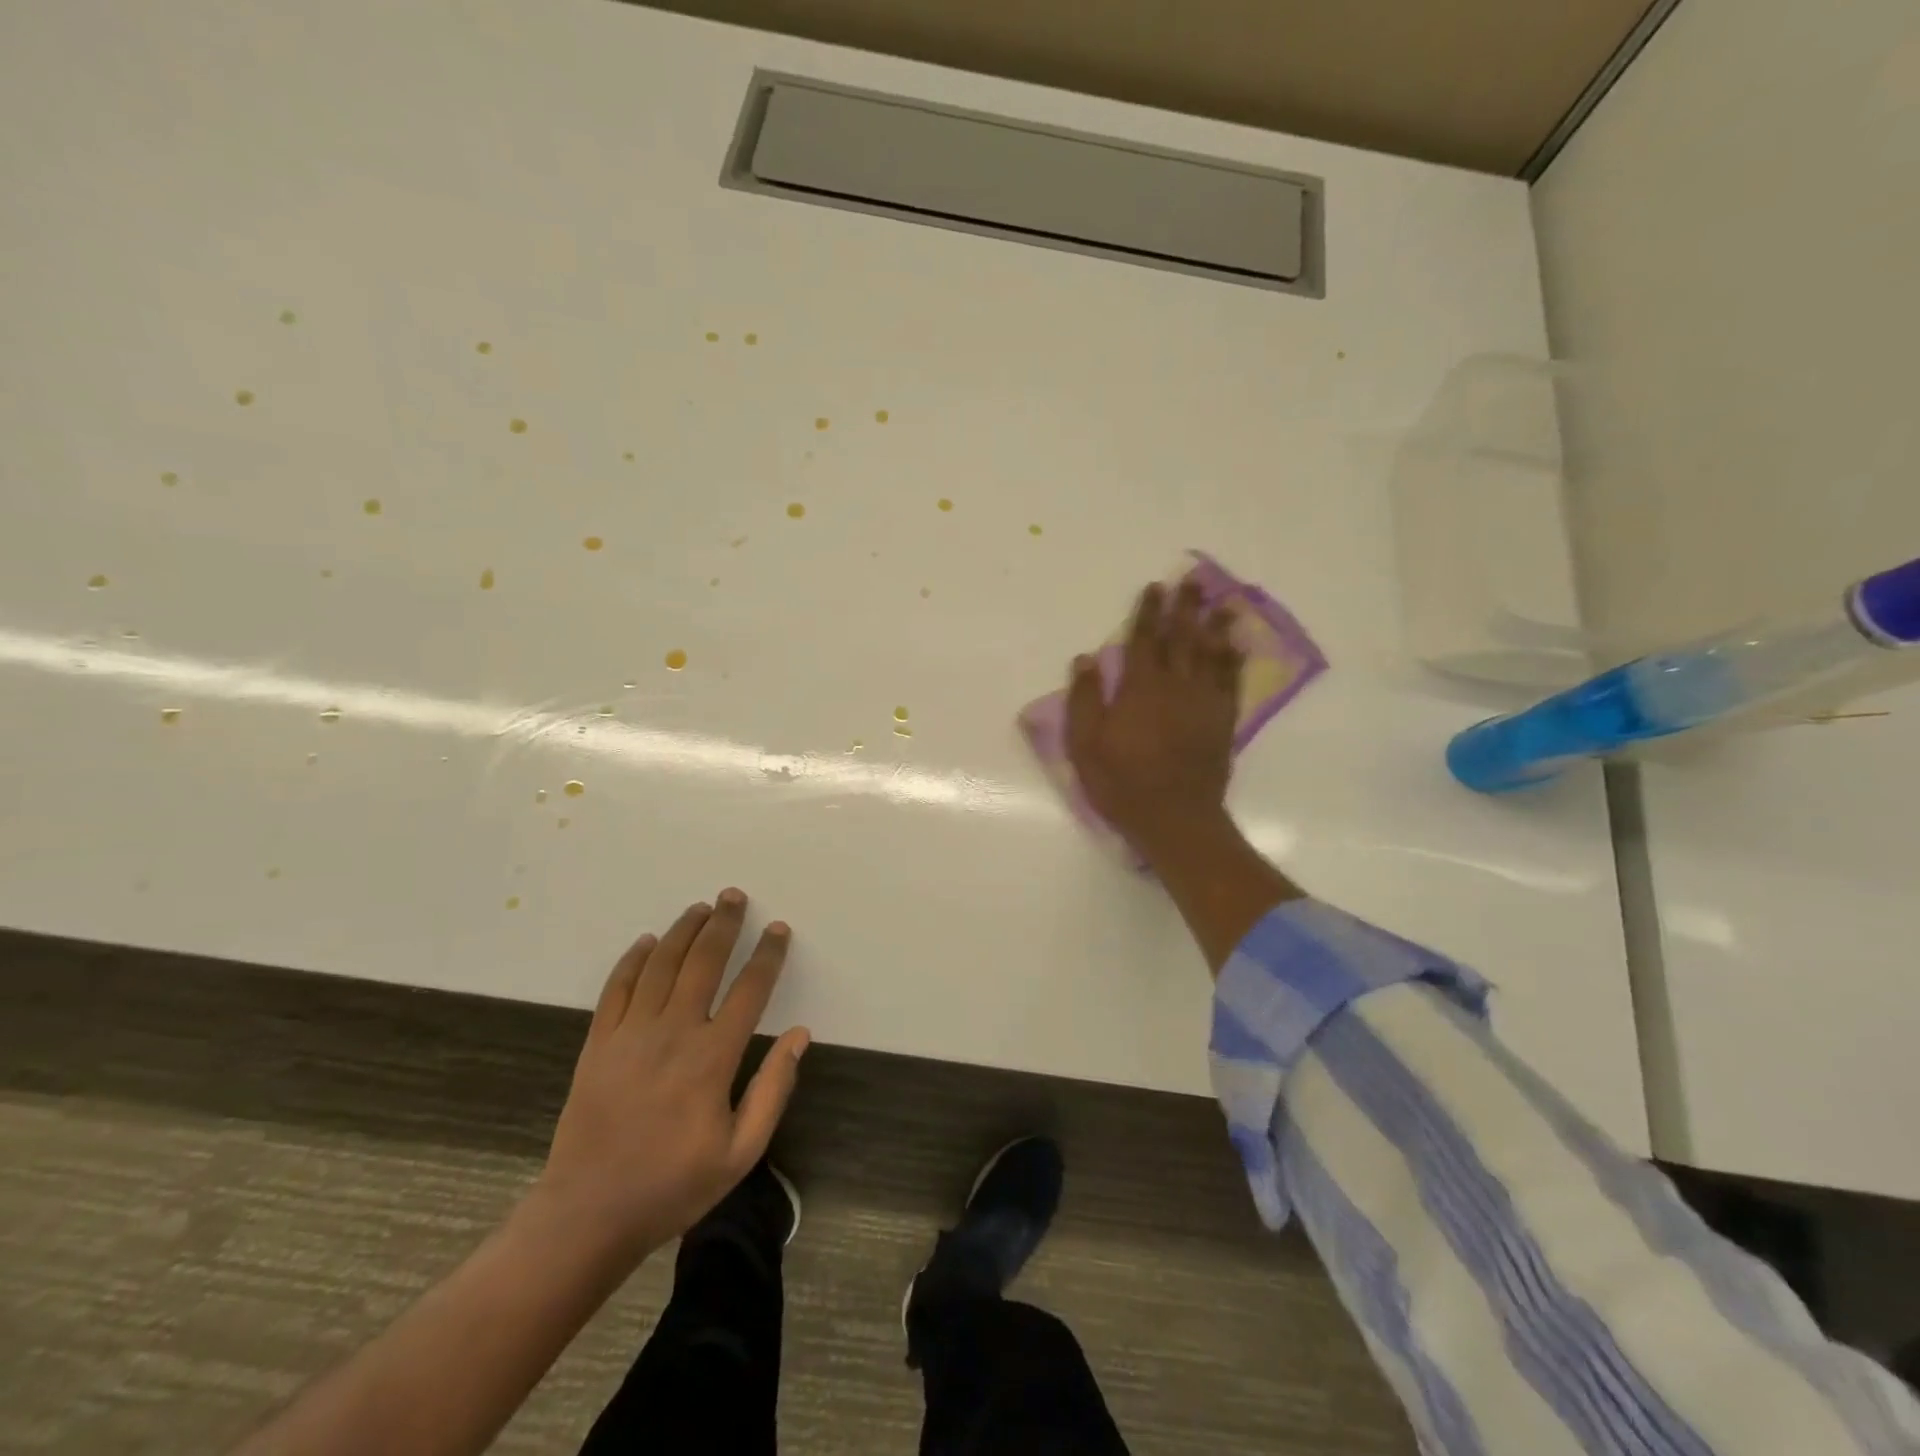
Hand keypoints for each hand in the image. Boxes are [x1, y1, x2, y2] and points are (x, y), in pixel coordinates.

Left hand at [531, 889, 809, 1265]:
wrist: (588, 1214)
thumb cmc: (673, 1185)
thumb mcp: (740, 1152)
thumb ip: (773, 1090)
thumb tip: (799, 1034)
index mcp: (712, 1058)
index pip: (749, 990)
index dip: (768, 955)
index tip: (778, 930)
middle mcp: (673, 1032)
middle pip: (703, 962)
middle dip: (723, 924)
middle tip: (734, 896)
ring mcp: (630, 1034)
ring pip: (661, 965)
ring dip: (683, 930)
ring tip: (700, 907)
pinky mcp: (597, 1043)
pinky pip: (617, 987)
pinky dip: (634, 959)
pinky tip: (648, 941)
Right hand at [1066, 580, 1243, 854]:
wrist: (1174, 818)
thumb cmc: (1121, 782)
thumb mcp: (1085, 745)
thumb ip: (1085, 699)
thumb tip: (1086, 658)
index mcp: (1139, 688)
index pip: (1144, 640)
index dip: (1149, 612)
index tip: (1155, 587)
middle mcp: (1175, 686)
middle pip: (1182, 637)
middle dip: (1186, 607)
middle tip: (1194, 580)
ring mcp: (1203, 702)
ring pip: (1212, 653)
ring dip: (1216, 625)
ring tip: (1223, 602)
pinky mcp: (1222, 721)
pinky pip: (1231, 681)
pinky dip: (1234, 659)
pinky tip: (1237, 645)